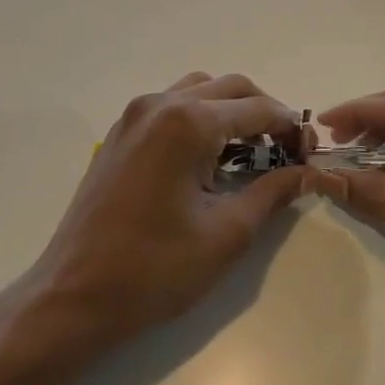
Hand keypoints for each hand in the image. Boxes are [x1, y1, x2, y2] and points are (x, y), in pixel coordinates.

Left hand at [29, 72, 308, 347]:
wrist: (74, 296)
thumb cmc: (155, 269)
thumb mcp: (227, 233)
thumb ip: (272, 192)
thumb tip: (307, 172)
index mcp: (187, 123)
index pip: (257, 108)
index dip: (290, 127)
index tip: (311, 153)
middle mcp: (159, 105)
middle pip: (229, 88)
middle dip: (264, 112)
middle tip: (287, 149)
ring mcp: (133, 117)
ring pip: (198, 90)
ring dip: (231, 111)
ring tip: (251, 151)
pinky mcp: (119, 135)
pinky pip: (171, 107)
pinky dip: (200, 118)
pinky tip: (209, 157)